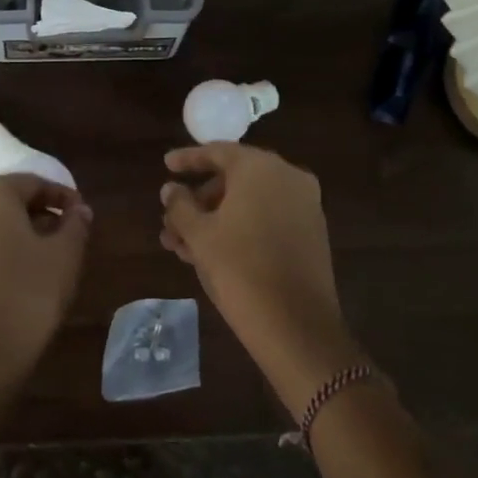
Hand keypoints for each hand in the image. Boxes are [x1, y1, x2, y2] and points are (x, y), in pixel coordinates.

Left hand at [0, 175, 91, 391]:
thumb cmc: (25, 295)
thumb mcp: (64, 257)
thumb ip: (74, 225)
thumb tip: (78, 210)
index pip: (32, 183)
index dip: (61, 196)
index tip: (81, 215)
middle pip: (2, 201)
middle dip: (34, 214)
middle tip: (62, 237)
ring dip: (10, 236)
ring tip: (37, 262)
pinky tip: (8, 283)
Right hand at [160, 144, 360, 414]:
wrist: (297, 325)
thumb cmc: (239, 269)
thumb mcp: (199, 235)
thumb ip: (180, 206)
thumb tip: (170, 189)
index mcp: (260, 167)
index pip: (217, 152)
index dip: (188, 159)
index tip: (166, 165)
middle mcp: (287, 176)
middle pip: (234, 178)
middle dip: (199, 199)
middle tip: (171, 220)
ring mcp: (305, 204)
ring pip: (249, 202)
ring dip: (215, 218)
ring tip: (181, 246)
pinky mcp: (312, 232)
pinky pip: (268, 217)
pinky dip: (240, 227)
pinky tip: (211, 253)